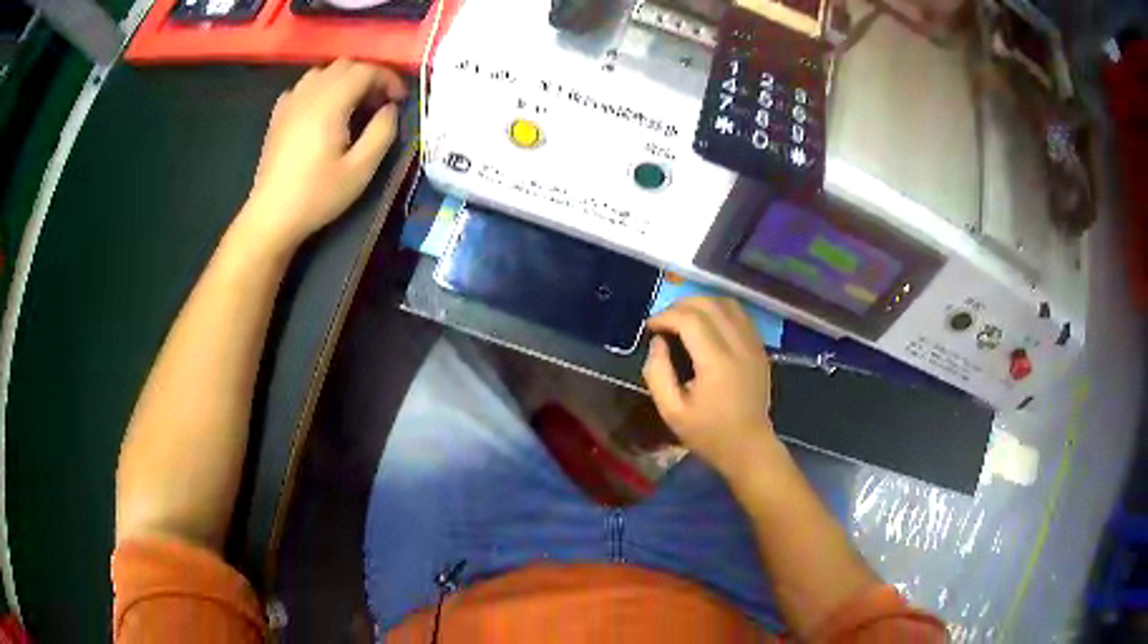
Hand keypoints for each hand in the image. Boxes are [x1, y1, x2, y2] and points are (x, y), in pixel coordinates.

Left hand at [240, 59, 406, 249]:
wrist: (272, 216)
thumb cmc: (318, 195)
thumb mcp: (361, 169)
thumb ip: (383, 132)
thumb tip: (390, 108)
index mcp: (331, 102)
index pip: (366, 70)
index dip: (389, 79)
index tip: (400, 101)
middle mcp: (309, 93)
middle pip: (345, 65)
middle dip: (369, 76)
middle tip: (380, 103)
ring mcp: (290, 102)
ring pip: (323, 72)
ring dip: (345, 79)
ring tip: (353, 104)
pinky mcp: (278, 115)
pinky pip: (304, 86)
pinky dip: (321, 88)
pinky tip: (324, 110)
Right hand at [643, 297, 777, 477]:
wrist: (749, 446)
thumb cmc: (708, 433)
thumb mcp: (671, 411)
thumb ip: (657, 373)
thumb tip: (657, 342)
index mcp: (716, 362)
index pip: (689, 319)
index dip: (665, 316)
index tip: (650, 327)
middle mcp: (738, 345)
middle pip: (709, 304)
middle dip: (680, 305)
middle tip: (664, 321)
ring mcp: (753, 344)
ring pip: (727, 303)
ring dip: (701, 304)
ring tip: (683, 319)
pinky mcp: (760, 348)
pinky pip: (740, 315)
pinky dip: (719, 311)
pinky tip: (707, 325)